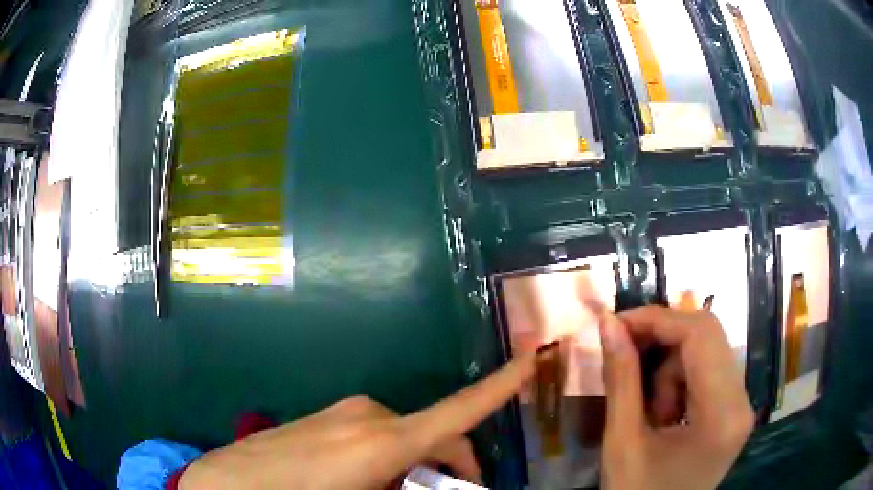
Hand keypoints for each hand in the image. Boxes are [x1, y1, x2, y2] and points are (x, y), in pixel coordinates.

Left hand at [179, 353, 535, 489]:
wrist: (226, 484)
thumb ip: (410, 488)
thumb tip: (441, 481)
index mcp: (384, 441)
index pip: (459, 410)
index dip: (500, 385)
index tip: (531, 359)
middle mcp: (369, 416)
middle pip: (436, 435)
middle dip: (453, 465)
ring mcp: (343, 412)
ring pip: (405, 436)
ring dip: (417, 464)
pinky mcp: (325, 416)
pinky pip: (375, 435)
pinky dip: (389, 456)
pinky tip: (368, 480)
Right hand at [596, 306, 753, 489]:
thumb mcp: (622, 442)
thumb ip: (620, 379)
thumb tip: (608, 324)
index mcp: (722, 415)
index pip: (700, 335)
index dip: (657, 319)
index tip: (616, 324)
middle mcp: (742, 402)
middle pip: (709, 336)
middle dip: (662, 337)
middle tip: (624, 352)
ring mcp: (741, 406)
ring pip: (708, 350)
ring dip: (671, 365)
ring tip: (647, 408)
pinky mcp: (734, 410)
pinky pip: (708, 371)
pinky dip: (680, 379)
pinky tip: (663, 412)